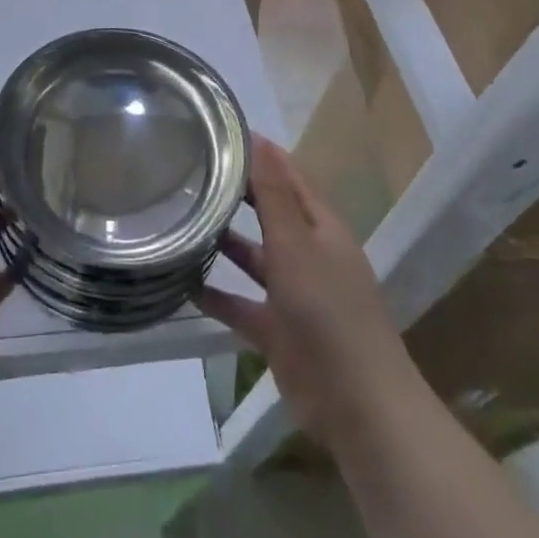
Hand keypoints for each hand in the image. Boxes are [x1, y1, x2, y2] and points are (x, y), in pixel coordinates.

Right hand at [198, 136, 416, 454]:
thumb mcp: (296, 244)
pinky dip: (217, 295)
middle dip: (237, 193)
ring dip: (224, 242)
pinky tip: (183, 284)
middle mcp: (308, 253)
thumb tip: (259, 139)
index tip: (219, 130)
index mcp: (321, 226)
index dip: (260, 152)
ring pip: (253, 257)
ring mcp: (294, 294)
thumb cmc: (328, 311)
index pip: (288, 175)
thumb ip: (273, 194)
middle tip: (190, 170)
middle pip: (269, 213)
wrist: (358, 406)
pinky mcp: (278, 331)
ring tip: (180, 220)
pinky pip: (242, 304)